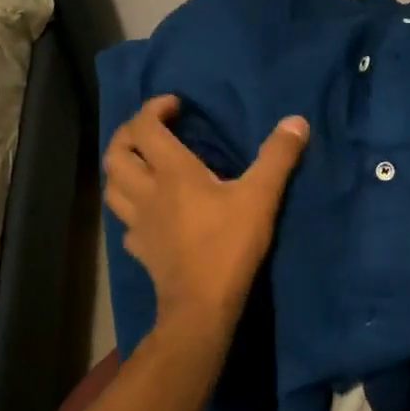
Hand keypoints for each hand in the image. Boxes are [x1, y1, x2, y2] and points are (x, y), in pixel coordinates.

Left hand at [103, 96, 309, 338]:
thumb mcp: (261, 196)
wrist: (201, 305)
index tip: (175, 105)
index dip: (153, 108)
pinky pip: (125, 220)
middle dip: (128, 134)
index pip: (144, 128)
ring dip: (122, 168)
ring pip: (112, 186)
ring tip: (143, 164)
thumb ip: (278, 157)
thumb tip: (296, 120)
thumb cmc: (229, 245)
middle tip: (152, 130)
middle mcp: (147, 192)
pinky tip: (149, 212)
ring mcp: (138, 223)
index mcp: (172, 172)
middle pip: (116, 153)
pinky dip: (131, 207)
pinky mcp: (140, 249)